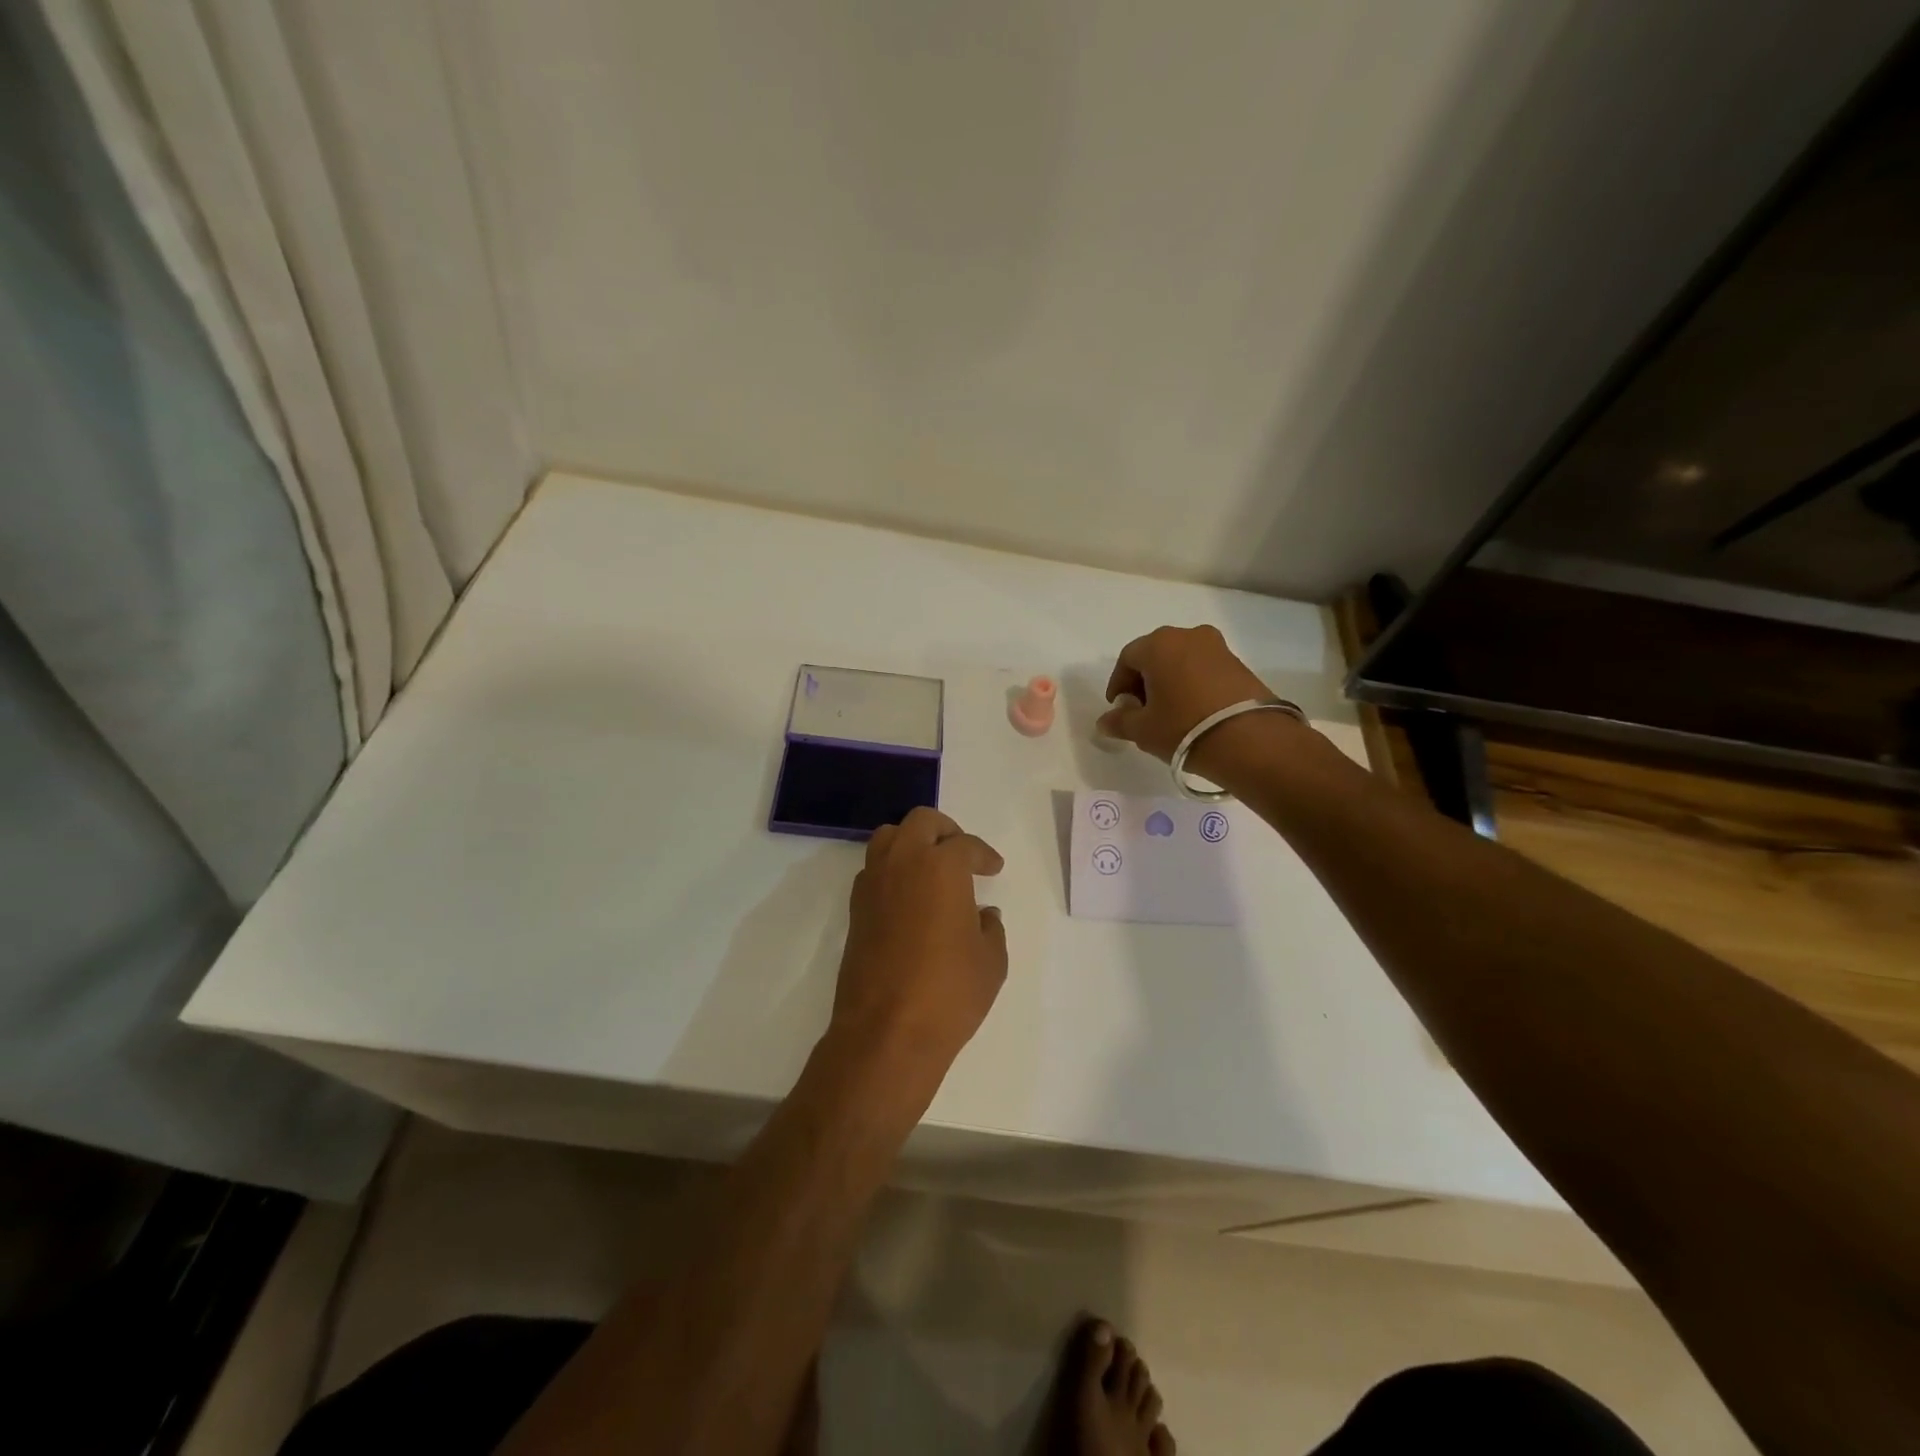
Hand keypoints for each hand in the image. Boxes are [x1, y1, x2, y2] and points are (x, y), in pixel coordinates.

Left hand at [828, 808, 1007, 1086]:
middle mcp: (902, 863)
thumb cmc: (949, 992)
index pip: (965, 844)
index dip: (984, 854)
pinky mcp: (855, 909)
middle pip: (921, 822)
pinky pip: (874, 869)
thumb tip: (982, 914)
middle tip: (962, 854)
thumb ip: (990, 928)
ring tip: (931, 868)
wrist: (887, 1031)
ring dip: (912, 843)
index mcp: (941, 866)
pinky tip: (909, 897)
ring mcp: (873, 884)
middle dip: (945, 831)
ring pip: (888, 838)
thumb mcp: (991, 960)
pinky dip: (892, 869)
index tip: (993, 869)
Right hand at [1096, 624, 1272, 766]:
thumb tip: (1104, 722)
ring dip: (1170, 681)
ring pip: (1181, 660)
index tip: (1120, 708)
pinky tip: (1193, 710)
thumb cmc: (1184, 728)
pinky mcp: (1239, 663)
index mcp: (1158, 644)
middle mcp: (1188, 635)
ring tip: (1169, 712)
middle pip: (1155, 655)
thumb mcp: (1143, 730)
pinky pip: (1204, 668)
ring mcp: (1217, 647)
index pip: (1127, 658)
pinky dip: (1192, 684)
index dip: (1118, 684)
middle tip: (1142, 710)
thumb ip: (1119, 722)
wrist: (1251, 740)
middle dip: (1144, 680)